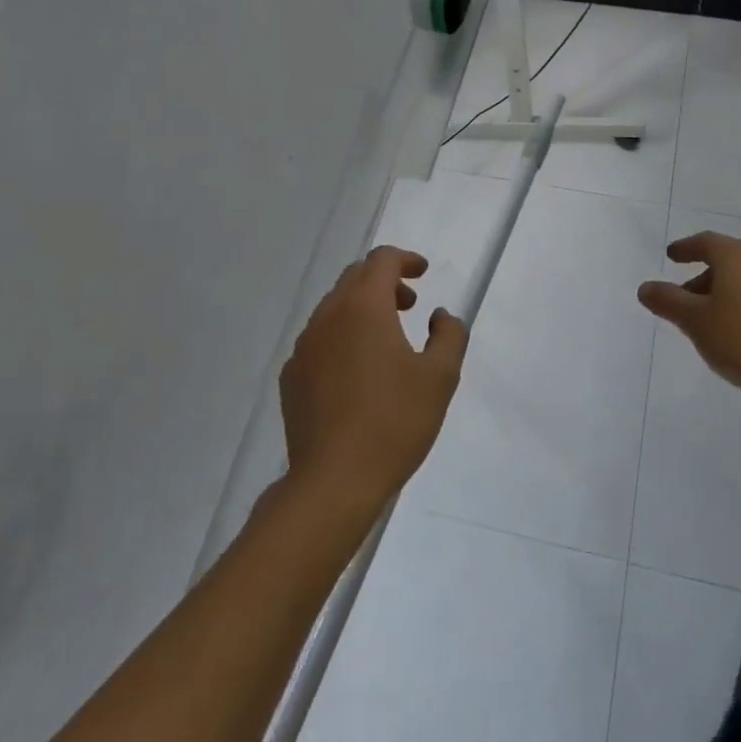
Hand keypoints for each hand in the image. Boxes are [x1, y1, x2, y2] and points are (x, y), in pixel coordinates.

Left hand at [279, 246, 467, 513]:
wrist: (334, 482)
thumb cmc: (394, 422)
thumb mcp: (440, 377)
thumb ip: (449, 335)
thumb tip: (440, 316)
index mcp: (364, 307)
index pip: (381, 260)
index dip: (405, 259)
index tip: (423, 273)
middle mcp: (328, 316)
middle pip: (354, 278)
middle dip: (384, 282)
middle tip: (410, 304)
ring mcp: (304, 347)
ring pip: (334, 308)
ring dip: (362, 309)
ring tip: (386, 339)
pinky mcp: (291, 377)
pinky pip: (319, 339)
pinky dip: (341, 337)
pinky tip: (356, 371)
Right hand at [637, 231, 740, 411]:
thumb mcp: (695, 321)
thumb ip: (668, 301)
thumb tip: (645, 287)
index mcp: (736, 256)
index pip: (706, 242)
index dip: (686, 248)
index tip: (672, 256)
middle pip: (726, 261)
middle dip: (702, 277)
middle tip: (683, 297)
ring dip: (722, 293)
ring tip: (707, 322)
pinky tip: (736, 334)